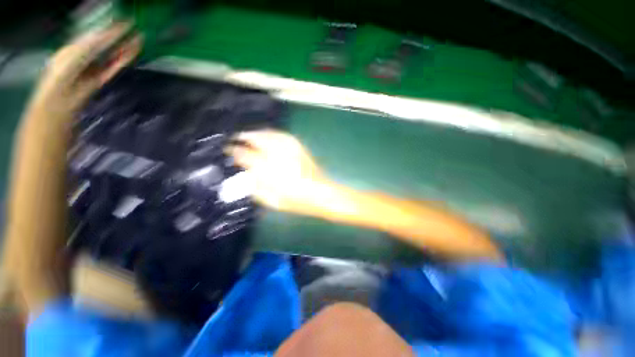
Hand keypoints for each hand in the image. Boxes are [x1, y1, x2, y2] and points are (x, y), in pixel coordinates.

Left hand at [27, 23, 140, 121]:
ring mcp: (95, 68)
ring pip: (112, 55)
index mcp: (75, 48)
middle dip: (119, 37)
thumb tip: (110, 32)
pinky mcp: (102, 79)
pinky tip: (133, 52)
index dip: (109, 28)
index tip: (124, 22)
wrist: (61, 99)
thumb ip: (93, 42)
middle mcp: (85, 56)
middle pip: (105, 44)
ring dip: (125, 47)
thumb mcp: (75, 52)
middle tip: (135, 29)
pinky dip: (124, 58)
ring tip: (139, 39)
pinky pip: (115, 66)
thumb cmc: (61, 73)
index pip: (94, 35)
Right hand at [226, 130, 331, 212]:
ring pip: (269, 134)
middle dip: (244, 137)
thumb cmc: (297, 201)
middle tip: (236, 139)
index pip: (246, 155)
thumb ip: (256, 186)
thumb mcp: (271, 200)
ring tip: (248, 135)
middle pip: (256, 139)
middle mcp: (278, 155)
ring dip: (256, 133)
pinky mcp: (299, 147)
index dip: (235, 151)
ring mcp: (290, 149)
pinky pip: (282, 135)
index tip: (229, 150)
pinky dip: (271, 133)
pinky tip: (267, 135)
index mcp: (269, 171)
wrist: (321, 193)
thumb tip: (245, 174)